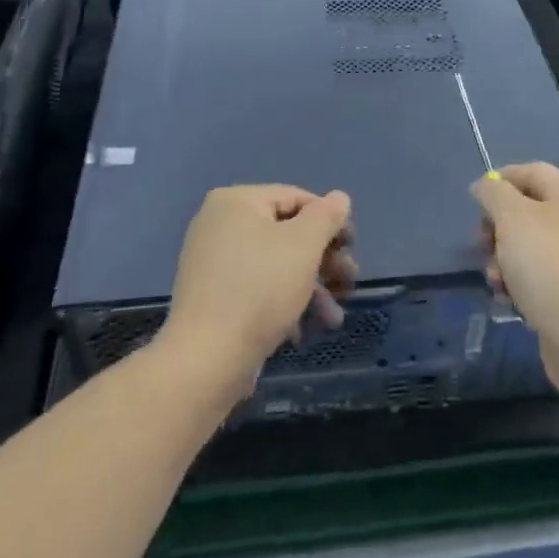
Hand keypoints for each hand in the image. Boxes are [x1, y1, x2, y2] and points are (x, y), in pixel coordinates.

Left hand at [161, 185, 356, 396]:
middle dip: (323, 261)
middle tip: (349, 283)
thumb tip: (339, 197)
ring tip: (333, 318)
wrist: (206, 360)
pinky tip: (301, 332)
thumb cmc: (260, 289)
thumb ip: (326, 216)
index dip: (330, 220)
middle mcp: (219, 224)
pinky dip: (283, 303)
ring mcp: (212, 262)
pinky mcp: (212, 297)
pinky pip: (257, 287)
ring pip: (276, 264)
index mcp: (236, 201)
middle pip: (287, 233)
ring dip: (311, 288)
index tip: (352, 247)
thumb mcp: (304, 246)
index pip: (296, 198)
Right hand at [473, 163, 558, 397]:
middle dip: (497, 227)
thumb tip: (485, 186)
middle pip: (526, 211)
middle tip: (481, 244)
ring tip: (494, 281)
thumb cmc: (550, 268)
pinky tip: (508, 301)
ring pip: (527, 248)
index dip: (500, 180)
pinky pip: (537, 279)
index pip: (531, 172)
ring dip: (502, 261)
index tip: (475, 201)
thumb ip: (493, 194)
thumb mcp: (513, 219)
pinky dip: (518, 285)